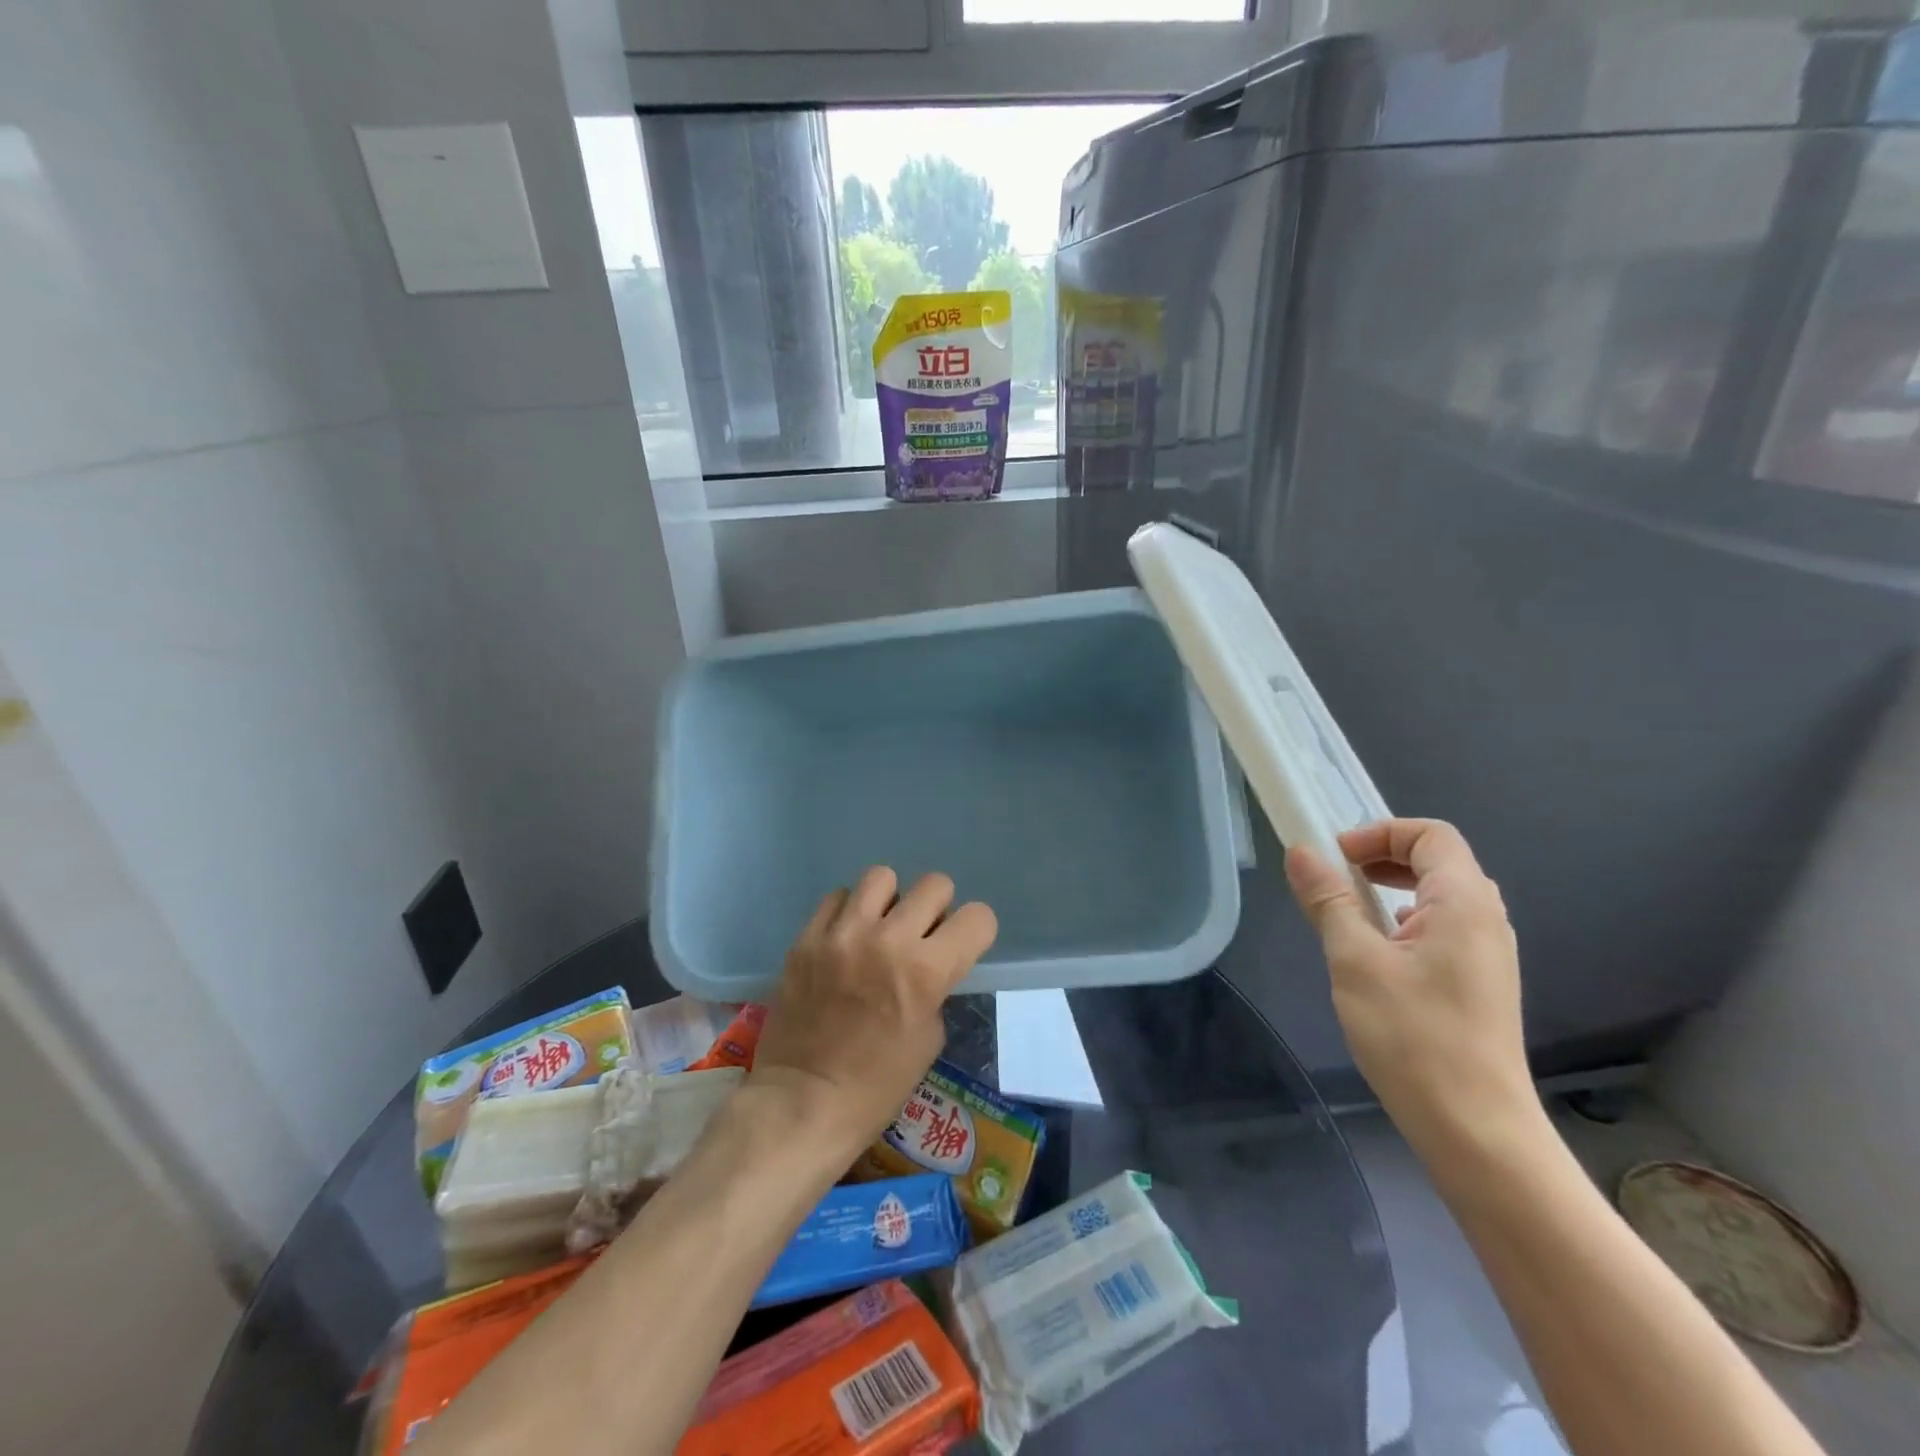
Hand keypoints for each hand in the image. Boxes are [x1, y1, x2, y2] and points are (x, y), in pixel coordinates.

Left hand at [748, 867, 997, 1165]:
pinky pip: (837, 898)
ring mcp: (842, 935)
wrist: (803, 1102)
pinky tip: (845, 939)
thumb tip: (931, 958)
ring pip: (882, 877)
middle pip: (934, 884)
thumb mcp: (930, 1038)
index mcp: (926, 972)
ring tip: (879, 928)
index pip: (977, 917)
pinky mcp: (806, 938)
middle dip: (937, 909)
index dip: (975, 931)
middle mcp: (887, 941)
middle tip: (921, 935)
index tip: (963, 945)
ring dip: (889, 901)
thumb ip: (936, 986)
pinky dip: (848, 913)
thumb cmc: (877, 1085)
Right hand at [1284, 819, 1541, 1165]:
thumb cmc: (1413, 1036)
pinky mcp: (1479, 982)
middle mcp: (1486, 919)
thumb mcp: (1355, 960)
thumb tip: (1302, 852)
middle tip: (1336, 877)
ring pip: (1439, 895)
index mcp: (1464, 903)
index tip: (1334, 857)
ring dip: (1391, 888)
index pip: (1431, 834)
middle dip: (1382, 856)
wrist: (1475, 1128)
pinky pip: (1442, 926)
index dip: (1379, 832)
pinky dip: (1404, 919)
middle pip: (1438, 859)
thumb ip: (1329, 900)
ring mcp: (1488, 953)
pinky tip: (1376, 953)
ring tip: (1349, 913)